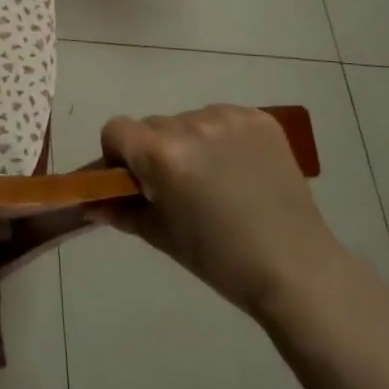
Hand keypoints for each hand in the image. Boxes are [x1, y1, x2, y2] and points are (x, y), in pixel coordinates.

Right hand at [97, 104, 344, 321]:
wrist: (296, 269)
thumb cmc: (220, 259)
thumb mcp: (161, 235)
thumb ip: (121, 210)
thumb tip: (91, 202)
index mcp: (162, 154)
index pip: (116, 130)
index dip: (117, 154)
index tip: (134, 180)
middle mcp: (192, 125)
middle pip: (152, 126)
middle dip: (154, 150)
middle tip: (176, 186)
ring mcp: (229, 118)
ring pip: (187, 120)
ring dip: (188, 143)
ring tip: (214, 179)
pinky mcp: (260, 119)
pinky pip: (221, 118)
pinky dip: (220, 138)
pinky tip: (237, 168)